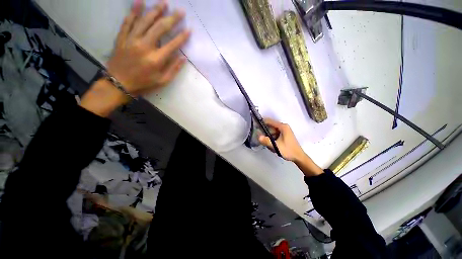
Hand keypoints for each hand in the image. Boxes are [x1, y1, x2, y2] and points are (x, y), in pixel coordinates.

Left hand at [81, 1, 189, 116]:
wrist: (119, 83)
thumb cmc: (143, 83)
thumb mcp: (162, 81)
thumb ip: (173, 69)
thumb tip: (183, 58)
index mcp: (156, 59)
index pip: (172, 44)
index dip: (182, 37)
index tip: (189, 30)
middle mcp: (145, 46)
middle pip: (160, 28)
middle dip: (172, 18)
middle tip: (180, 11)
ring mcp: (131, 40)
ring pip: (145, 21)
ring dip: (155, 10)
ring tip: (164, 2)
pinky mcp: (122, 38)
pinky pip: (128, 22)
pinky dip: (133, 11)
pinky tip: (139, 2)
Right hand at [258, 118, 304, 161]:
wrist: (298, 157)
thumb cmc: (288, 150)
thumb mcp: (276, 146)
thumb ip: (267, 141)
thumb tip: (258, 137)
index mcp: (283, 127)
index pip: (269, 121)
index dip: (262, 123)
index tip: (256, 127)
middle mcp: (283, 127)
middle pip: (270, 126)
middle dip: (265, 132)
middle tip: (260, 138)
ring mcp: (284, 131)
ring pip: (272, 131)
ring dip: (268, 136)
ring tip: (267, 143)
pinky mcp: (284, 135)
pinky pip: (274, 134)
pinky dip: (271, 138)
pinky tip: (271, 144)